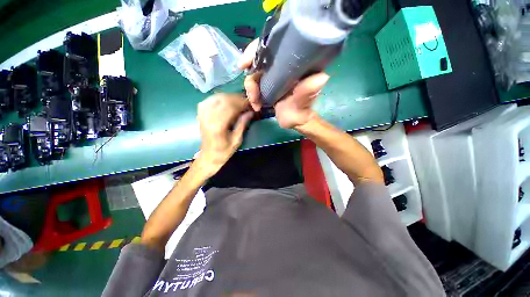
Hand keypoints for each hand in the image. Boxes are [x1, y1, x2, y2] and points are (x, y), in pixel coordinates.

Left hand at [195, 93, 252, 177]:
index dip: (242, 103)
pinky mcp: (200, 113)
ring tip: (239, 102)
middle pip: (224, 99)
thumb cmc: (224, 151)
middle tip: (247, 102)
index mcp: (218, 125)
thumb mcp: (237, 140)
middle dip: (237, 98)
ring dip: (229, 97)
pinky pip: (210, 99)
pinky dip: (220, 98)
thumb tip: (251, 112)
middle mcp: (208, 117)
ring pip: (217, 97)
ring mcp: (202, 114)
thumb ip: (243, 124)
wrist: (209, 156)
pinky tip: (227, 102)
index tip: (251, 103)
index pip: (231, 106)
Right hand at [238, 39, 329, 128]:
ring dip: (251, 90)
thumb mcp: (304, 103)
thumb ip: (308, 92)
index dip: (256, 50)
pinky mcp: (267, 84)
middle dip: (252, 78)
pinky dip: (252, 94)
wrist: (295, 120)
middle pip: (258, 60)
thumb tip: (321, 77)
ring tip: (256, 104)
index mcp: (294, 63)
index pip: (273, 45)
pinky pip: (254, 84)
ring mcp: (273, 75)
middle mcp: (282, 65)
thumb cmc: (301, 111)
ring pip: (254, 74)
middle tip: (253, 95)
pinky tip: (256, 105)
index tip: (244, 63)